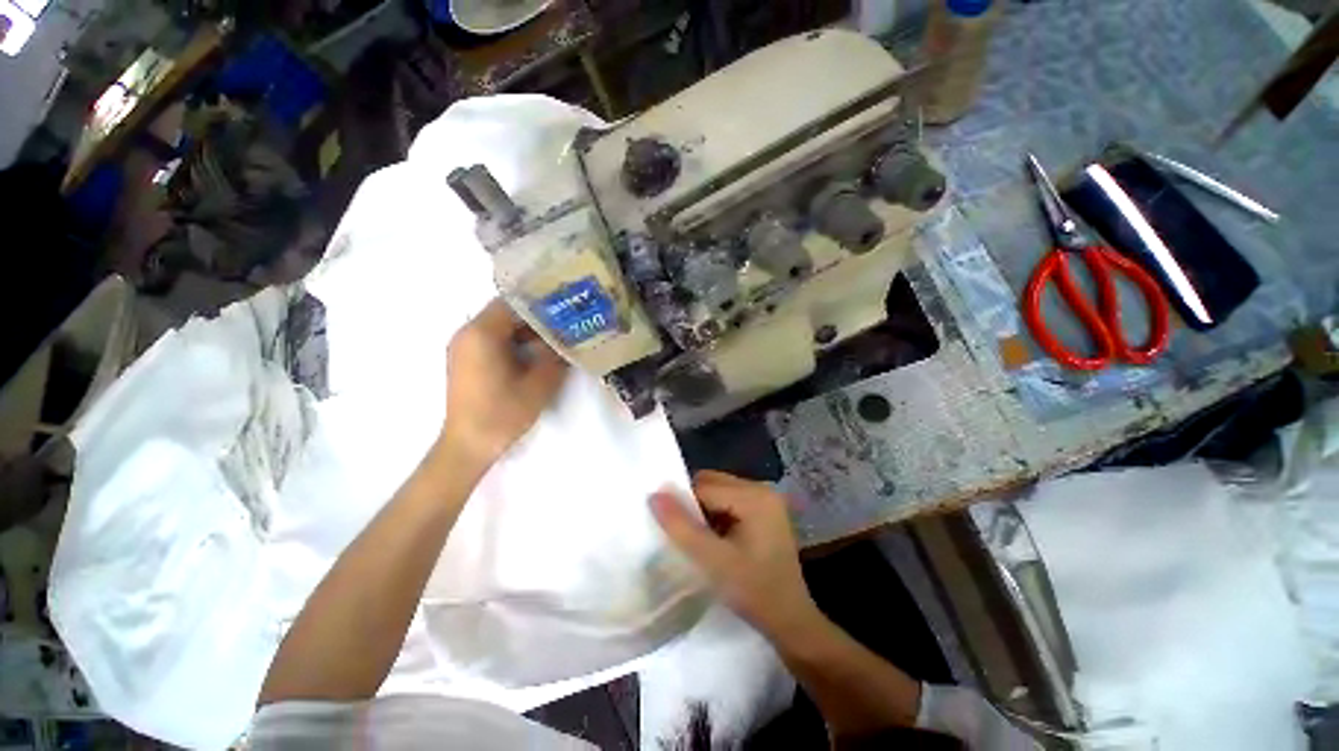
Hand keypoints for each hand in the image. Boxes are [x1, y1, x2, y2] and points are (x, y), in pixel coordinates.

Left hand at [440, 298, 568, 469]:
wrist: (468, 445)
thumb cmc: (502, 413)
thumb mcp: (539, 384)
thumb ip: (555, 357)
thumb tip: (567, 340)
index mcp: (481, 334)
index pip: (513, 303)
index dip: (540, 304)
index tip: (564, 309)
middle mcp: (467, 334)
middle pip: (505, 313)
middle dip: (535, 318)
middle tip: (563, 324)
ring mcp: (463, 347)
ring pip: (499, 327)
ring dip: (525, 331)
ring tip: (553, 339)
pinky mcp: (465, 361)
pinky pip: (492, 340)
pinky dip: (513, 342)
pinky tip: (534, 354)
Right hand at [651, 471, 821, 644]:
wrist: (791, 621)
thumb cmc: (754, 592)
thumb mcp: (712, 561)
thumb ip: (681, 527)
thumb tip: (654, 495)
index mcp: (754, 496)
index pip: (704, 487)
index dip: (683, 504)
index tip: (672, 529)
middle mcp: (762, 488)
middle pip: (712, 483)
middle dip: (694, 504)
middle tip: (688, 536)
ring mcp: (765, 498)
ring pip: (718, 490)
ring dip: (704, 509)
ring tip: (702, 540)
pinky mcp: (765, 509)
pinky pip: (729, 499)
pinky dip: (716, 514)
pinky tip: (717, 539)